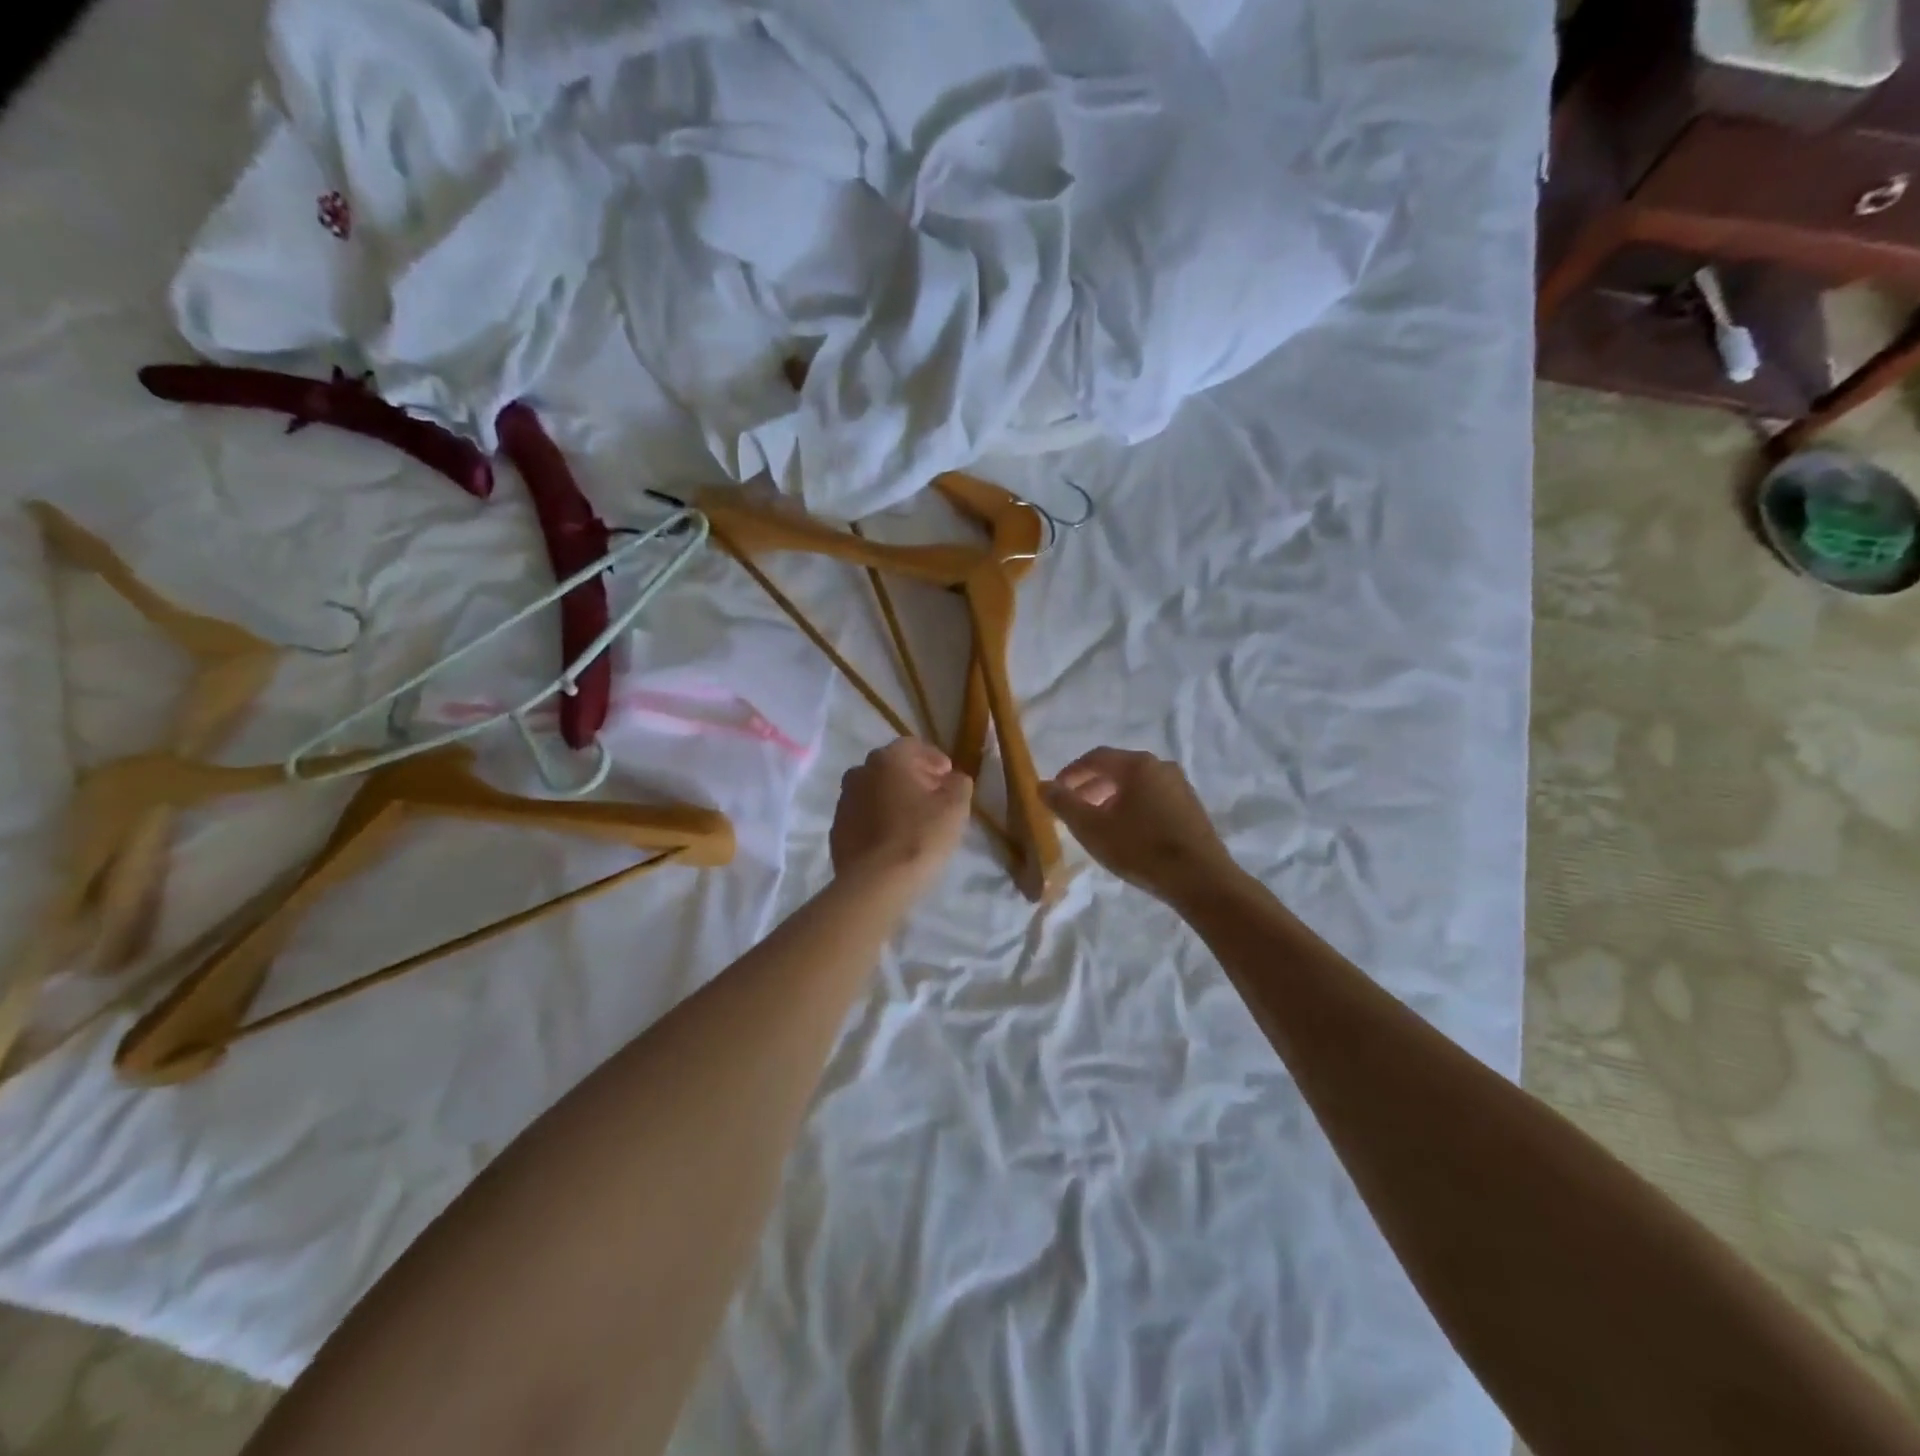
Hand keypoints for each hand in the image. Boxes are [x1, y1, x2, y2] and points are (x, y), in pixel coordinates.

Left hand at [829, 738, 971, 895]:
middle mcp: (860, 773)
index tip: (948, 776)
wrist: (875, 883)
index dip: (933, 758)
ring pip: (873, 791)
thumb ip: (959, 784)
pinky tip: (892, 838)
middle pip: (890, 767)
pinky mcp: (836, 830)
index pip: (912, 746)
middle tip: (933, 796)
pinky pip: (862, 816)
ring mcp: (843, 802)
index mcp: (887, 760)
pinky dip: (877, 819)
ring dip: (893, 798)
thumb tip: (954, 778)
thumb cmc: (919, 837)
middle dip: (913, 777)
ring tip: (913, 819)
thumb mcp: (955, 808)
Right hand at [1043, 748, 1237, 904]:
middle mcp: (1160, 766)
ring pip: (1136, 784)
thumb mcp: (1092, 828)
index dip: (1070, 773)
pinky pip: (1153, 797)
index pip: (1095, 757)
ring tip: (1098, 823)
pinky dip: (1133, 807)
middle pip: (1117, 769)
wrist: (1201, 879)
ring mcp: (1180, 786)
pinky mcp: (1191, 807)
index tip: (1055, 792)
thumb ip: (1064, 804)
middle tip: (1073, 809)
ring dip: (1111, 798)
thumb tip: (1042, 786)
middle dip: (1090, 786)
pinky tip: (1127, 832)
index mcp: (1136, 764)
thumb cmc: (1140, 848)